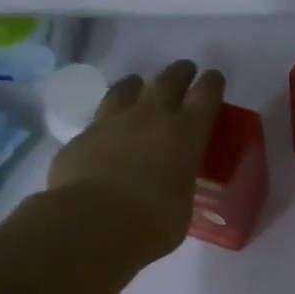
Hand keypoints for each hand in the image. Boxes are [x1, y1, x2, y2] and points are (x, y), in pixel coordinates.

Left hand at [44, 60, 225, 262]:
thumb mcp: (182, 205)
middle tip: (184, 70)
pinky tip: (104, 134)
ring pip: (126, 89)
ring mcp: (111, 123)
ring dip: (136, 85)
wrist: (91, 223)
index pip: (206, 95)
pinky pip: (97, 121)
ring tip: (138, 86)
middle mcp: (151, 117)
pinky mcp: (80, 137)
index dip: (212, 84)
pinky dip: (105, 123)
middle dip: (179, 73)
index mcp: (186, 133)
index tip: (214, 78)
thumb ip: (178, 185)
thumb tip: (170, 186)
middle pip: (168, 80)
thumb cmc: (153, 221)